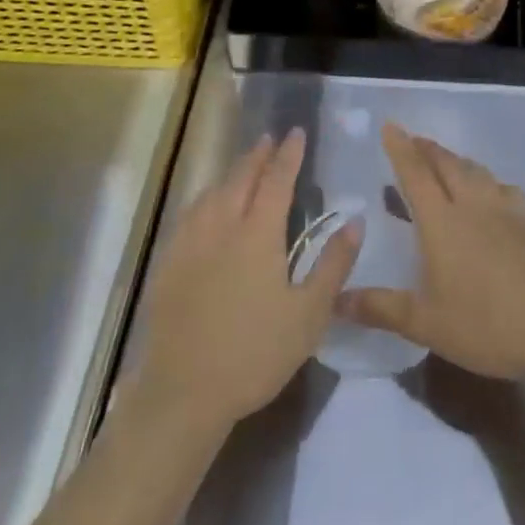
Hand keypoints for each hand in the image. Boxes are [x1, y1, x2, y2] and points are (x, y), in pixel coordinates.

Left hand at [134, 130, 360, 433]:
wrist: (184, 392)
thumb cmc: (255, 353)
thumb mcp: (309, 314)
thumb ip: (334, 264)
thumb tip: (355, 221)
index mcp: (258, 234)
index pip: (277, 181)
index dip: (288, 155)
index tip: (296, 132)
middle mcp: (222, 227)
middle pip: (240, 179)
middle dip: (257, 156)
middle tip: (269, 139)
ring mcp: (190, 244)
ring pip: (211, 193)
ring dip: (231, 174)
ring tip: (242, 166)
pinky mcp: (169, 264)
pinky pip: (189, 215)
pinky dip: (205, 198)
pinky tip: (206, 207)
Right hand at [339, 123, 524, 383]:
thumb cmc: (485, 326)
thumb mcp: (426, 324)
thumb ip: (381, 308)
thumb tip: (337, 301)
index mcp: (443, 222)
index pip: (415, 174)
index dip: (400, 149)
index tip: (390, 126)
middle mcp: (473, 205)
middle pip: (447, 164)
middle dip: (427, 148)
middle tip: (414, 140)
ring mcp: (507, 210)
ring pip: (476, 171)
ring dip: (456, 160)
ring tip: (445, 161)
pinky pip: (504, 188)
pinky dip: (488, 180)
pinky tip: (492, 193)